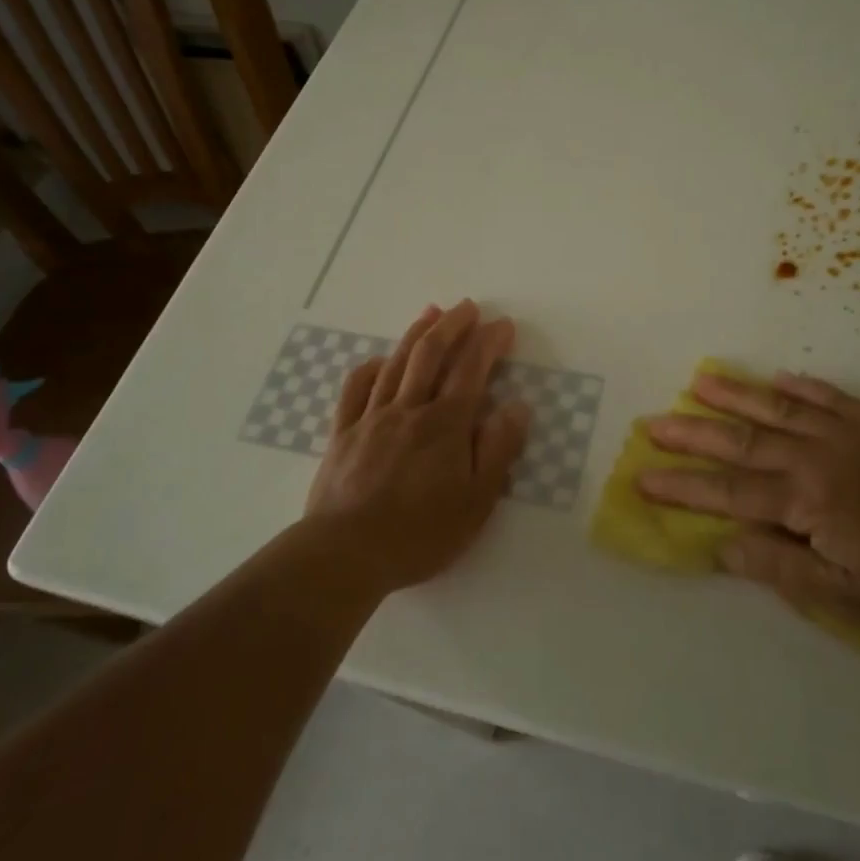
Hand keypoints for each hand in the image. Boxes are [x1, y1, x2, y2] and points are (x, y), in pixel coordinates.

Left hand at [305, 300, 531, 593]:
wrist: (345, 553)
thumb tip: (517, 406)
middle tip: (467, 307)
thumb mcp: (476, 501)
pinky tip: (379, 360)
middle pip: (431, 354)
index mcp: (445, 424)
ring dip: (415, 334)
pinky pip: (355, 390)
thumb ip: (498, 449)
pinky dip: (370, 368)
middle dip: (452, 325)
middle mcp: (409, 410)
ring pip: (396, 364)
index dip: (489, 342)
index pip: (472, 370)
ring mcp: (371, 418)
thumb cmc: (420, 533)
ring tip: (430, 313)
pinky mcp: (342, 434)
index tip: (503, 325)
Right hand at [637, 372, 859, 637]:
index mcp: (806, 501)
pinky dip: (802, 386)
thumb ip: (780, 568)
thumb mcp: (847, 598)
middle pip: (742, 442)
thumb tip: (722, 545)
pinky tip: (780, 377)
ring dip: (736, 394)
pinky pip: (830, 397)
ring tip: (699, 380)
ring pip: (779, 408)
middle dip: (693, 433)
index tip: (643, 475)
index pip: (729, 492)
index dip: (683, 486)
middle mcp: (817, 456)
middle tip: (653, 421)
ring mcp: (848, 433)